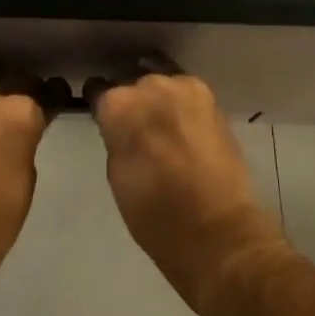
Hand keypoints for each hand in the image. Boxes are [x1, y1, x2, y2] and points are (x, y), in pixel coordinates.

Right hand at [84, 56, 284, 298]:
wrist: (217, 230)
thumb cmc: (154, 213)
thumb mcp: (117, 173)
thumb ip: (116, 138)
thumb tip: (121, 128)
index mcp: (119, 105)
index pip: (98, 90)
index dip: (100, 108)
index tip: (104, 121)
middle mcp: (150, 85)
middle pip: (133, 85)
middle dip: (133, 103)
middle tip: (136, 130)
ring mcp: (186, 89)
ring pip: (162, 86)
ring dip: (159, 102)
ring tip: (163, 128)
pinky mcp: (214, 101)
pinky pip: (187, 96)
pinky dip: (182, 108)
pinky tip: (183, 128)